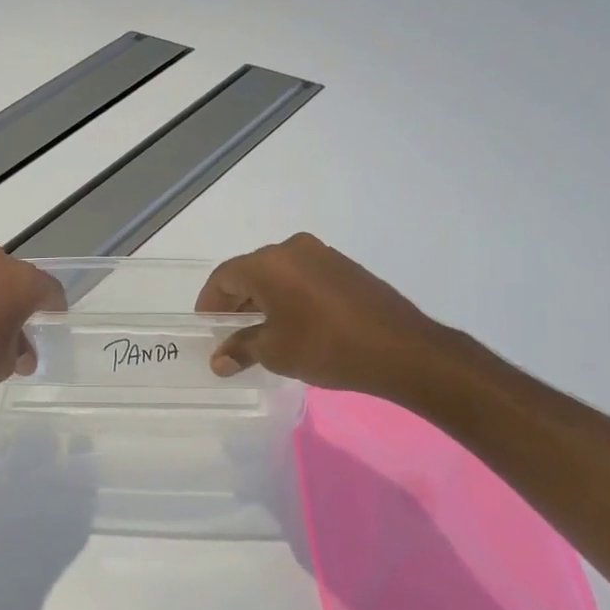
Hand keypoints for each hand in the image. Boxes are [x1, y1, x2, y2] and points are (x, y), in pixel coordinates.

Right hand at [196, 233, 452, 397]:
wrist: (402, 350)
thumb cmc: (326, 347)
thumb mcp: (275, 352)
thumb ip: (241, 349)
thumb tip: (219, 360)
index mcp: (268, 263)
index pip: (223, 277)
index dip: (210, 303)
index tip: (207, 327)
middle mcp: (292, 249)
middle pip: (250, 272)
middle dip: (236, 301)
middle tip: (230, 332)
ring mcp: (322, 255)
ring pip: (278, 273)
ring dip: (264, 298)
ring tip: (262, 331)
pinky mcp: (346, 267)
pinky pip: (303, 277)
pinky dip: (289, 295)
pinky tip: (294, 323)